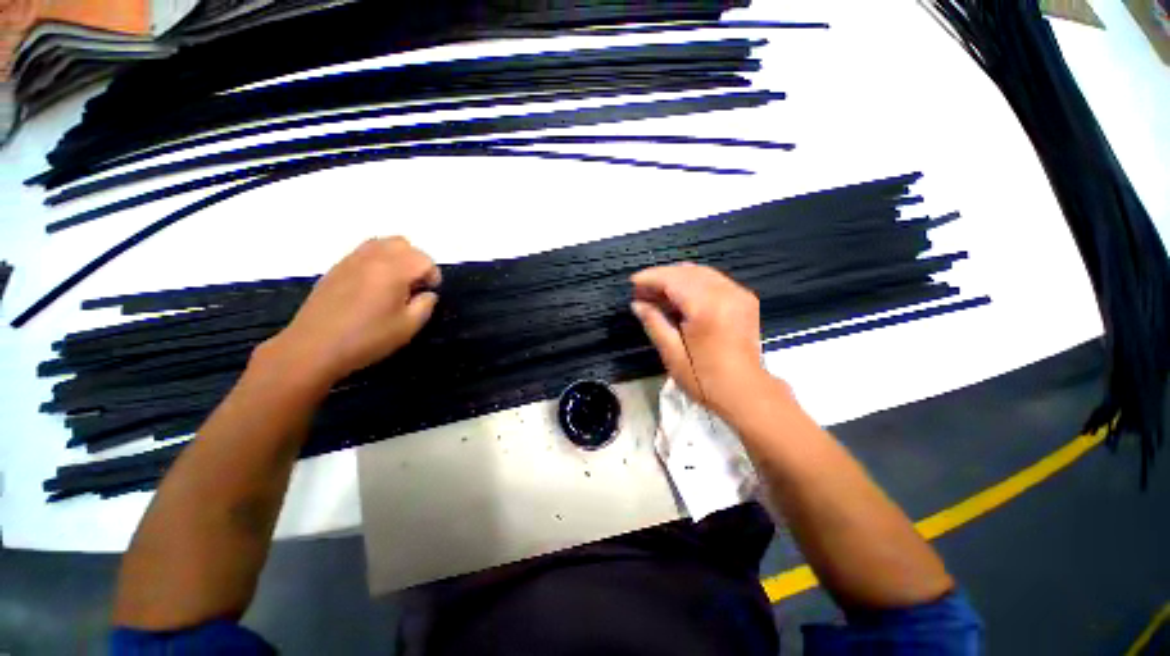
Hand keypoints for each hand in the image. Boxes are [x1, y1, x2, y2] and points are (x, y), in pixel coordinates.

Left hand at [263, 237, 440, 387]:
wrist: (313, 347)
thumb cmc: (366, 338)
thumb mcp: (408, 327)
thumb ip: (425, 306)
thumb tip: (427, 294)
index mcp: (393, 270)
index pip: (424, 259)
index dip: (433, 276)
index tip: (428, 294)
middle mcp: (373, 258)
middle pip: (403, 244)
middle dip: (416, 262)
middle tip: (414, 286)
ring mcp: (351, 260)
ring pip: (382, 243)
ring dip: (396, 258)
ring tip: (395, 283)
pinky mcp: (336, 268)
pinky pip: (363, 252)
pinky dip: (377, 261)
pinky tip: (373, 287)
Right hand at [630, 263, 768, 416]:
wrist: (746, 392)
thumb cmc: (704, 378)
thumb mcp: (671, 353)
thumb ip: (653, 322)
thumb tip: (637, 303)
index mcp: (706, 307)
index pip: (673, 279)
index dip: (651, 277)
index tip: (633, 282)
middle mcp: (725, 293)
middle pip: (687, 272)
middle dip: (662, 277)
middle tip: (642, 291)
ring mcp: (739, 294)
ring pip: (702, 272)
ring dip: (677, 278)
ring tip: (658, 293)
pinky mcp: (745, 300)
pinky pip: (715, 280)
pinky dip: (694, 282)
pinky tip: (681, 295)